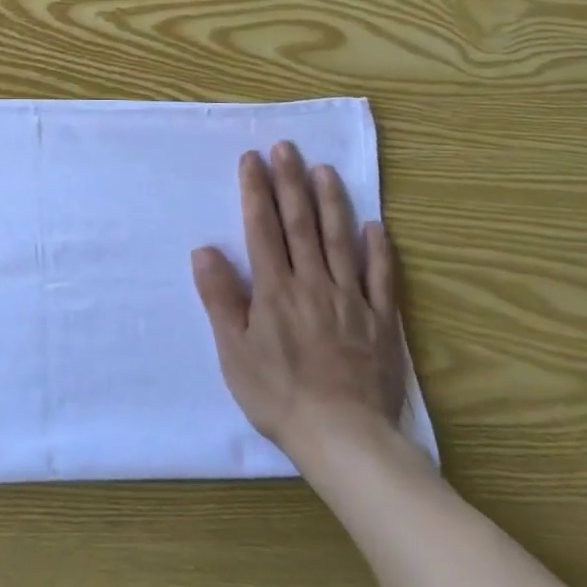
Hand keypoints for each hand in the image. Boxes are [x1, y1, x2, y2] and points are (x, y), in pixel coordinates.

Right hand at [192, 142, 408, 476]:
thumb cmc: (278, 395)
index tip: (252, 159)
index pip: (263, 228)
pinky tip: (374, 225)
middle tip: (286, 147)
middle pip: (301, 224)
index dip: (256, 191)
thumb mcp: (234, 351)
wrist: (345, 439)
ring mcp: (350, 300)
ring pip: (340, 241)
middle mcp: (313, 284)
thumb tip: (205, 250)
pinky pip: (380, 278)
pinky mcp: (380, 322)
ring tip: (325, 170)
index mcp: (275, 290)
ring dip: (332, 202)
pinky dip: (378, 250)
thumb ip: (221, 298)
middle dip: (290, 182)